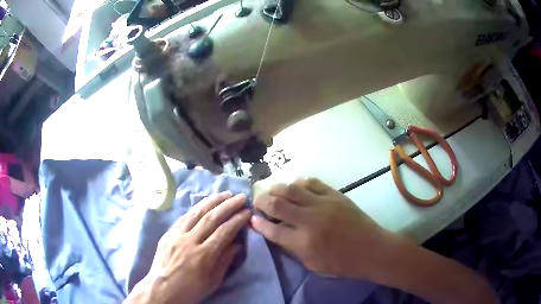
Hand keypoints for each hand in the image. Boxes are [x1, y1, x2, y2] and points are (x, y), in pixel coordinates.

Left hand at [126, 192, 250, 303]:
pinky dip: (196, 208)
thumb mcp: (213, 281)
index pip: (224, 231)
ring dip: (212, 201)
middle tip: (241, 197)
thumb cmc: (191, 289)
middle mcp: (190, 241)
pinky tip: (204, 203)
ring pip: (196, 212)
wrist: (162, 289)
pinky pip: (184, 217)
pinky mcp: (168, 233)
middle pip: (211, 218)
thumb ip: (225, 261)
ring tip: (225, 194)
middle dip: (228, 205)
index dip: (237, 220)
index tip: (247, 212)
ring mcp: (177, 235)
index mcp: (203, 255)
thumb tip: (237, 244)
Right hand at [251, 178, 394, 278]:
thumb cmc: (341, 263)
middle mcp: (310, 221)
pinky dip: (299, 182)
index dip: (258, 224)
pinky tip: (295, 186)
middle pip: (277, 204)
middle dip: (262, 201)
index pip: (272, 229)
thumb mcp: (312, 264)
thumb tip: (275, 233)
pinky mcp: (335, 195)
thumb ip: (292, 249)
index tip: (252, 219)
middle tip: (257, 201)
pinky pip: (312, 182)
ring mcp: (323, 204)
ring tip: (272, 191)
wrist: (370, 249)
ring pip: (291, 189)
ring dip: (276, 188)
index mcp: (303, 242)